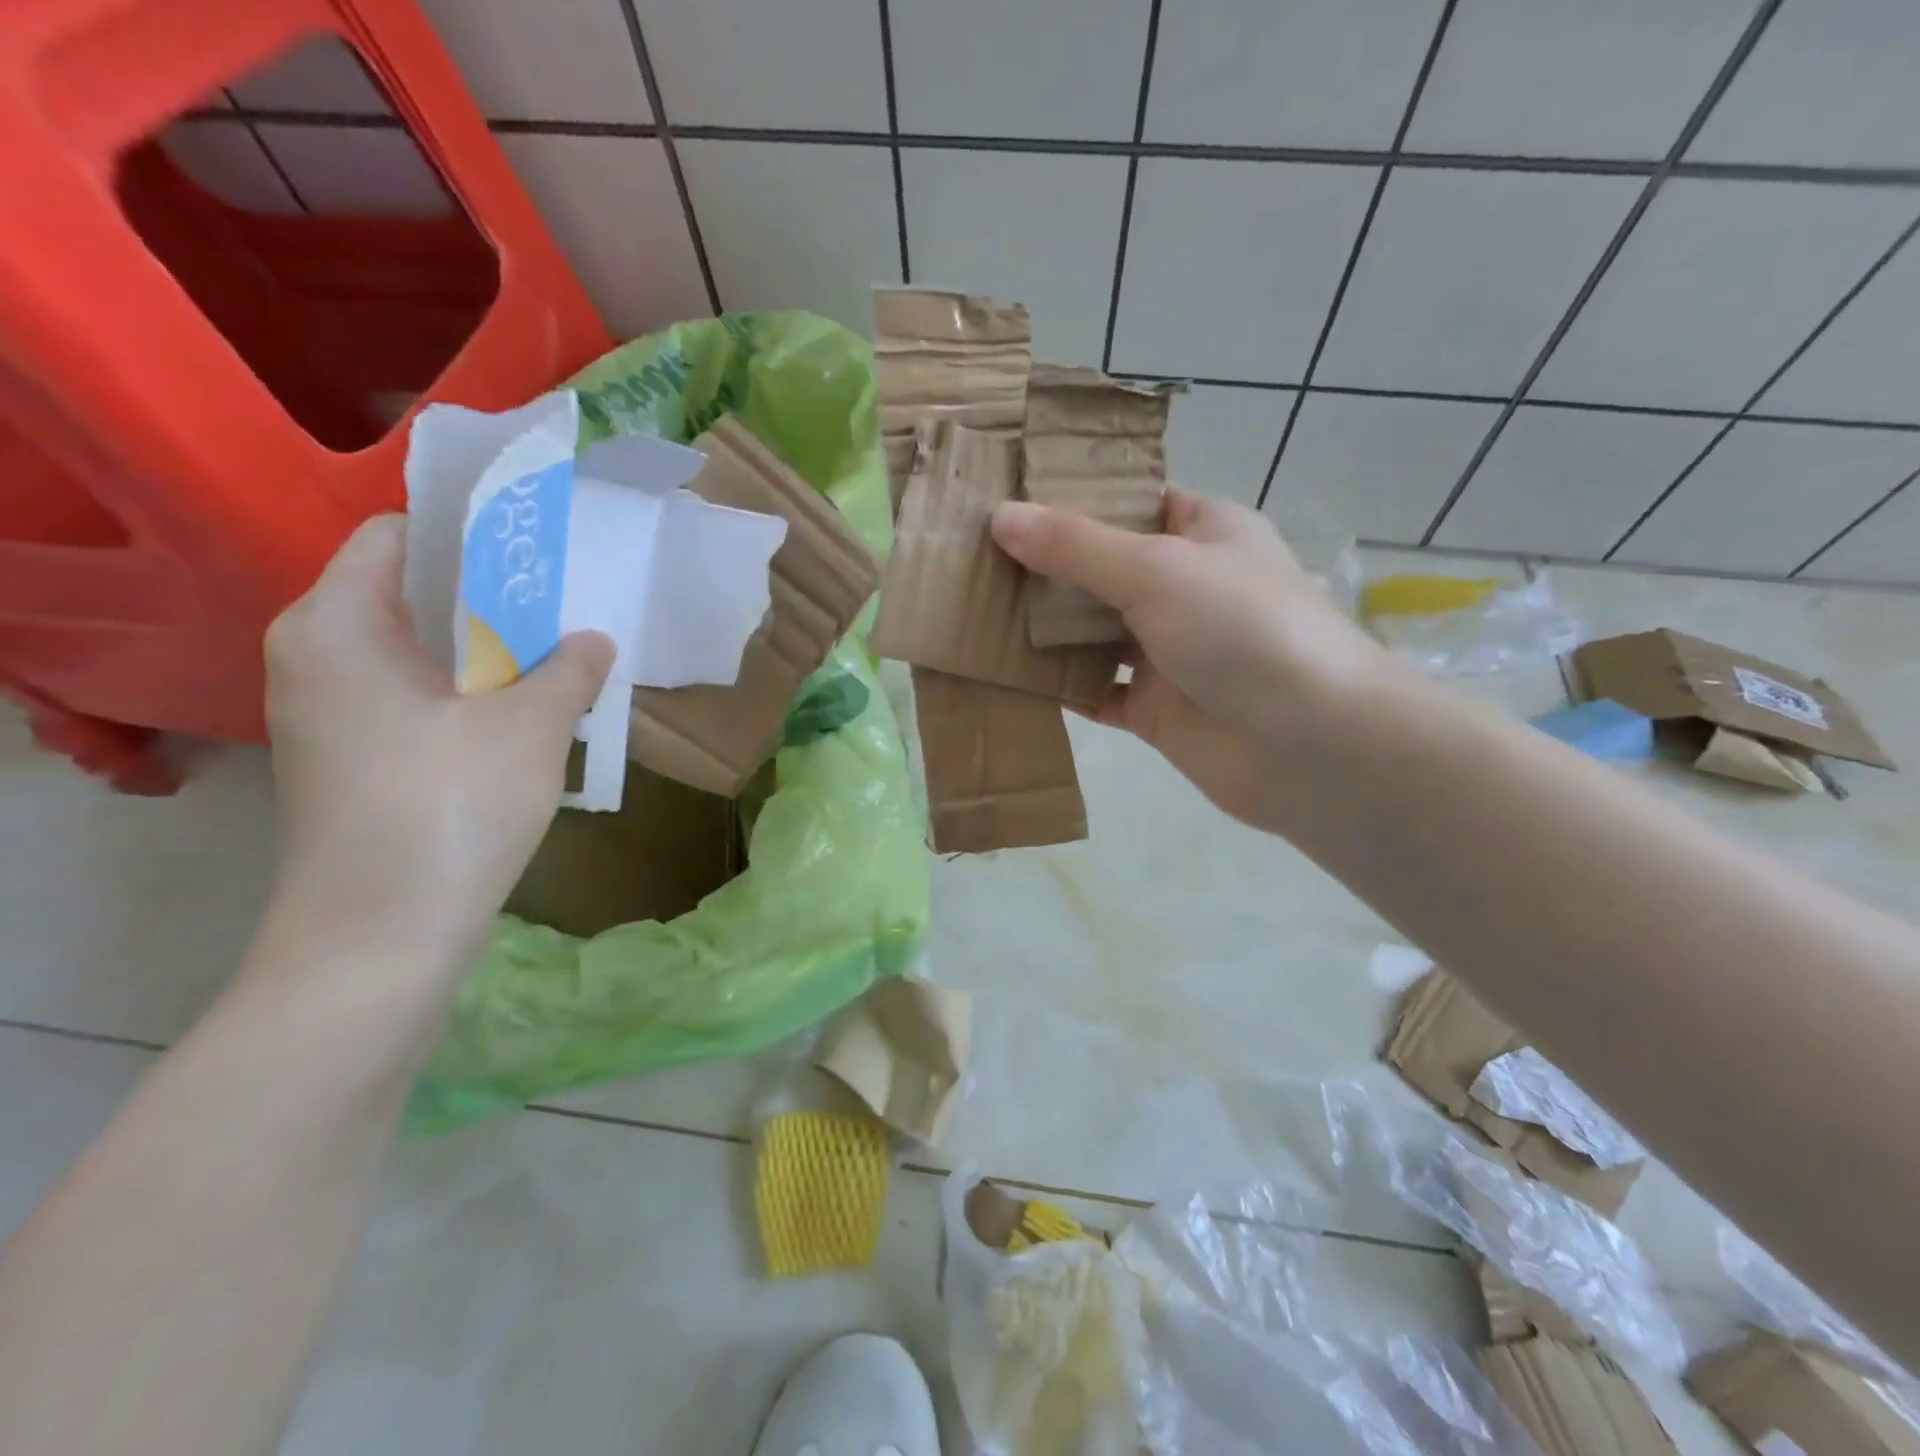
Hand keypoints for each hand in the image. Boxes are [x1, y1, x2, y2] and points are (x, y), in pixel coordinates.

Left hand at [261, 515, 612, 971]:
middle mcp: (316, 659)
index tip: (537, 542)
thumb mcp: (530, 726)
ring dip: (488, 649)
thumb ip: (568, 668)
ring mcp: (330, 715)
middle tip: (564, 597)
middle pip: (410, 596)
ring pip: (419, 653)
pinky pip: (416, 698)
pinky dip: (469, 692)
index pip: (397, 538)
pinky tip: (525, 711)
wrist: (381, 936)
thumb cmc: (448, 807)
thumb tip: (591, 641)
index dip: (470, 532)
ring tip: (557, 650)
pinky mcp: (353, 761)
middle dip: (490, 595)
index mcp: (338, 626)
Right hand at [991, 490, 1391, 830]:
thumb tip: (1000, 517)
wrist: (1308, 744)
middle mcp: (1184, 587)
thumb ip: (1076, 546)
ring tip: (972, 609)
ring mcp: (1168, 651)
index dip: (1073, 497)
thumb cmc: (1241, 629)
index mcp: (1203, 532)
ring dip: (1042, 627)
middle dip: (1044, 565)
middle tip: (971, 555)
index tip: (1007, 496)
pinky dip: (1056, 685)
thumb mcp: (1156, 569)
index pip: (1130, 501)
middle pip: (1102, 567)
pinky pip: (1093, 690)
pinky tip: (1004, 675)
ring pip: (1093, 632)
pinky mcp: (1153, 708)